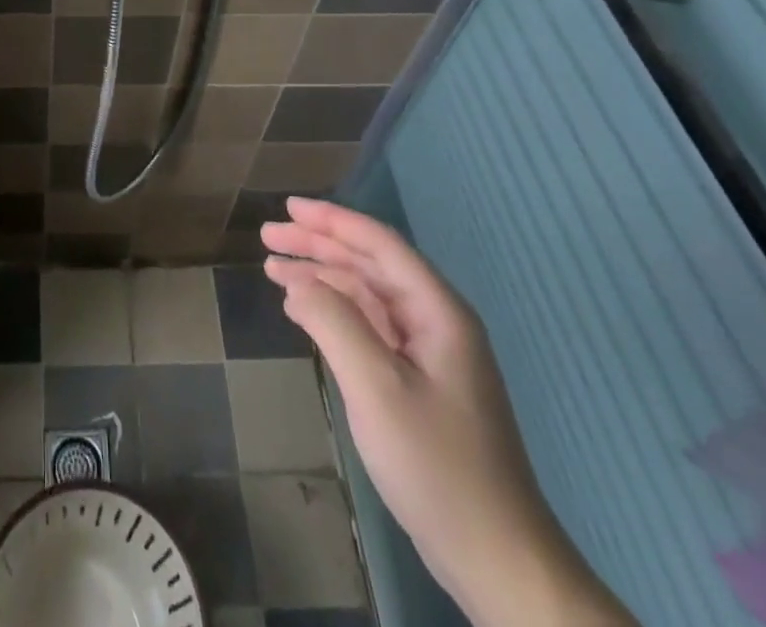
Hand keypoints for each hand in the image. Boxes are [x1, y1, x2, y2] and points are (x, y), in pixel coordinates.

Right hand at [261, 197, 632, 626]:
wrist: (497, 559)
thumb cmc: (437, 466)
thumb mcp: (376, 387)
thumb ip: (334, 322)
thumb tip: (298, 283)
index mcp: (437, 311)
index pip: (379, 244)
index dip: (331, 220)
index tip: (287, 207)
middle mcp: (435, 321)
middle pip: (370, 264)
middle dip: (318, 245)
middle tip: (268, 236)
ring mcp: (429, 354)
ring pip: (367, 295)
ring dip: (321, 277)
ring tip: (274, 270)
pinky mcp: (419, 383)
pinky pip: (369, 327)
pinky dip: (333, 312)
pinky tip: (303, 312)